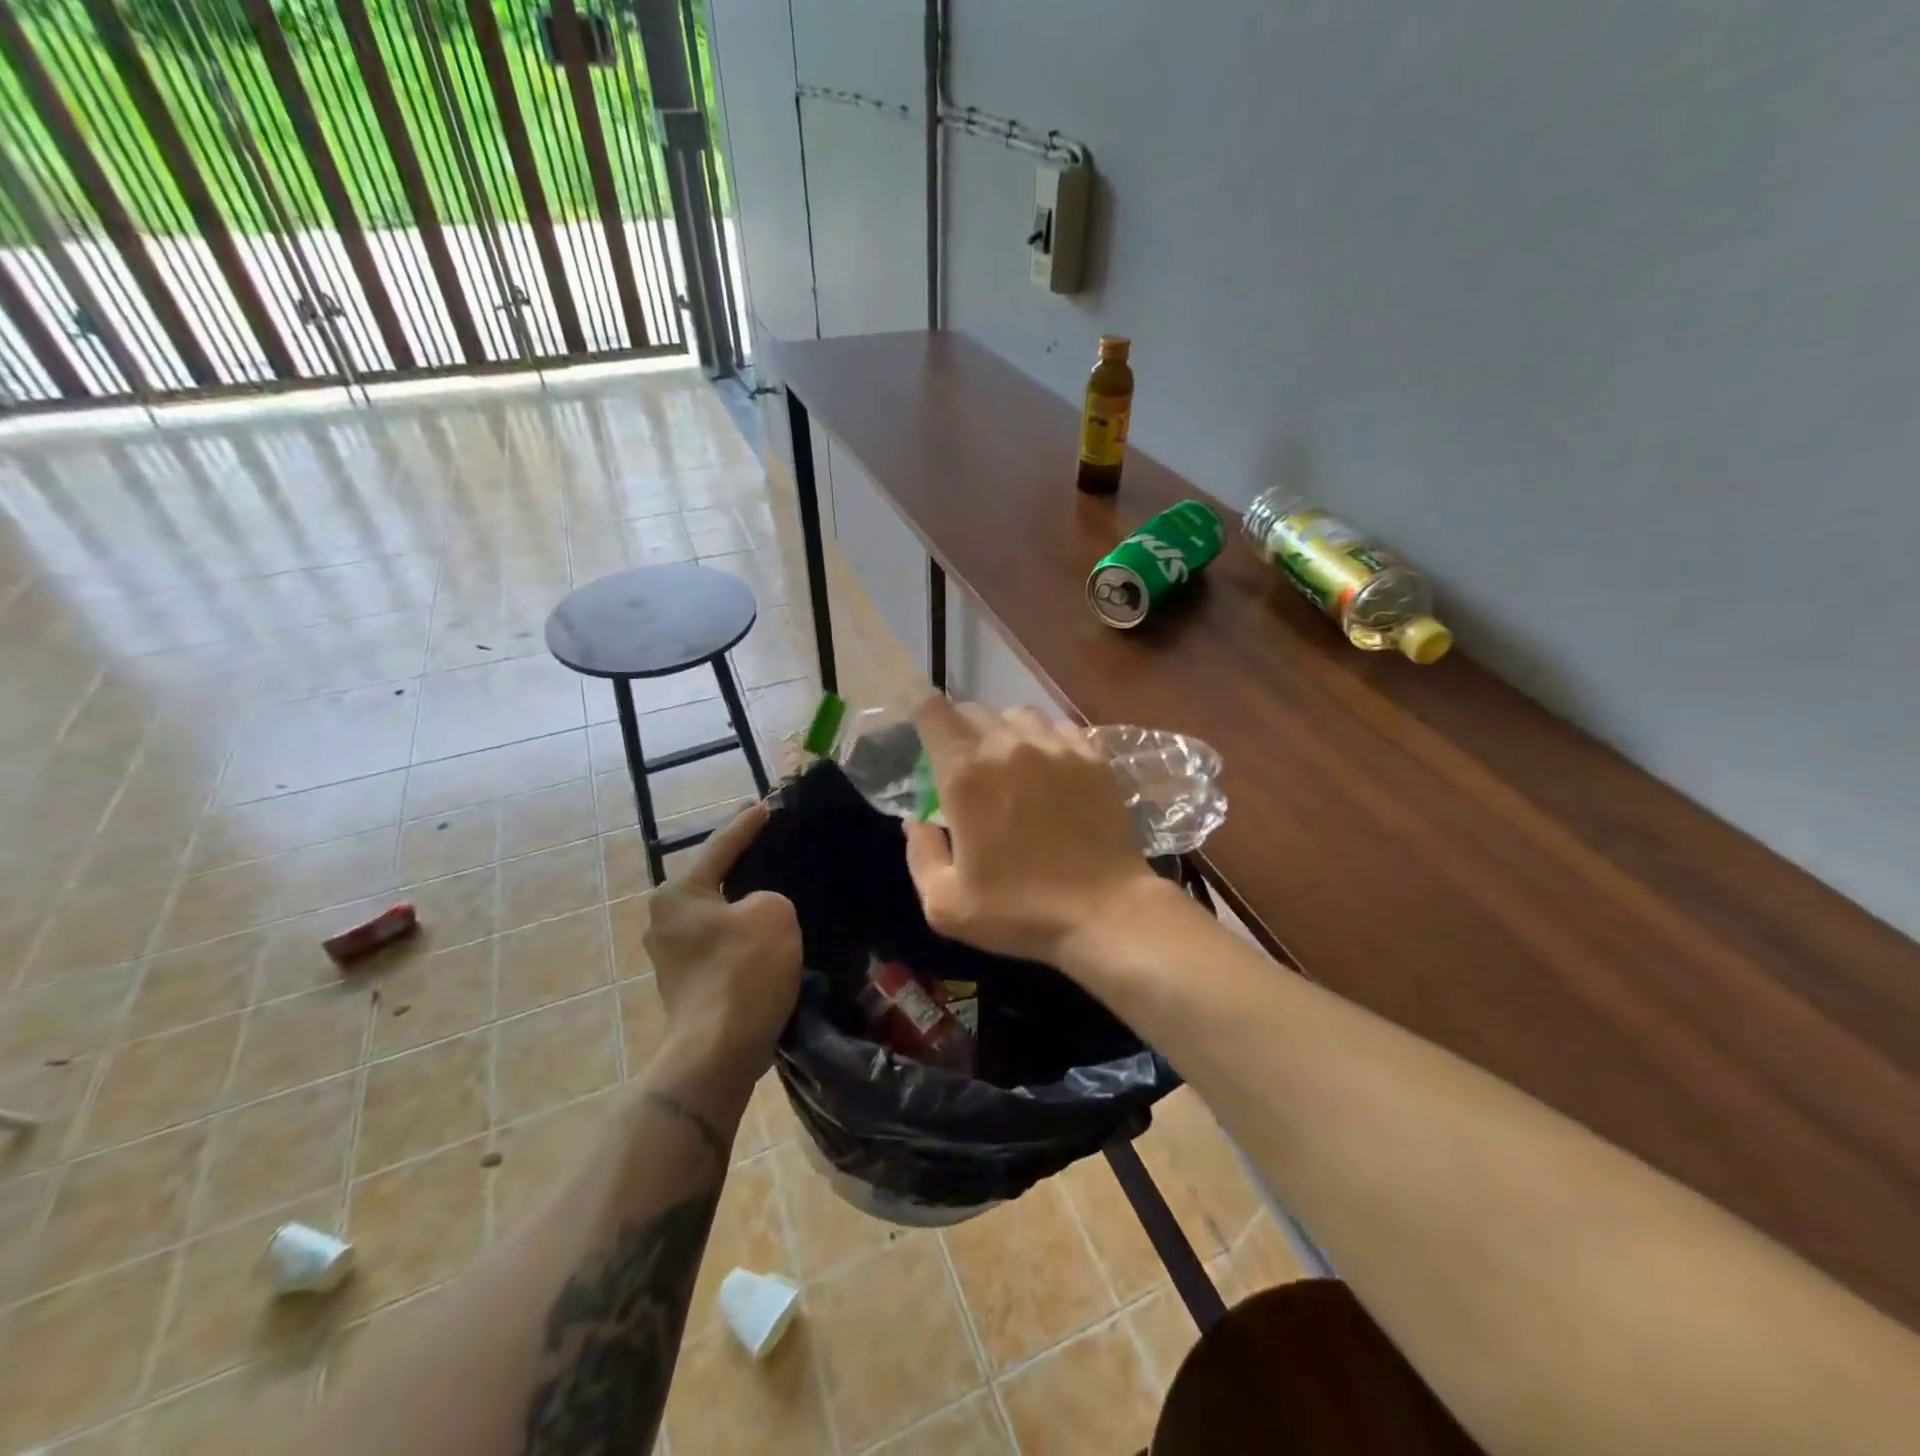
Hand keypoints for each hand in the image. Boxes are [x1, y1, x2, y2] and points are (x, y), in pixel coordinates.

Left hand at [643, 803, 801, 1069]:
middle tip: (768, 840)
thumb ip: (768, 895)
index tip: (765, 806)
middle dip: (739, 862)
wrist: (718, 1050)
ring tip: (772, 884)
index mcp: (679, 893)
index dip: (746, 824)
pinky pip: (719, 939)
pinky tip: (764, 930)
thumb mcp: (773, 912)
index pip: (720, 846)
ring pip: (715, 912)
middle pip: (711, 878)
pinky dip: (740, 930)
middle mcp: (664, 919)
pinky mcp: (687, 981)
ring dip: (741, 900)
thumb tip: (756, 911)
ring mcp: (671, 954)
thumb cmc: (743, 970)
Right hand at [904, 696, 1159, 964]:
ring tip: (1009, 763)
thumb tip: (917, 822)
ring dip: (1004, 731)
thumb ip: (921, 855)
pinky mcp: (1093, 758)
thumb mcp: (945, 904)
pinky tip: (1050, 770)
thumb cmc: (1019, 912)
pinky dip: (1046, 740)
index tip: (925, 739)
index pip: (933, 712)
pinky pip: (1060, 729)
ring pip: (1019, 714)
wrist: (1105, 913)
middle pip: (974, 710)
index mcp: (965, 775)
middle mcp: (1009, 746)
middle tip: (963, 764)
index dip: (923, 716)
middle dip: (959, 729)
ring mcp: (1056, 748)